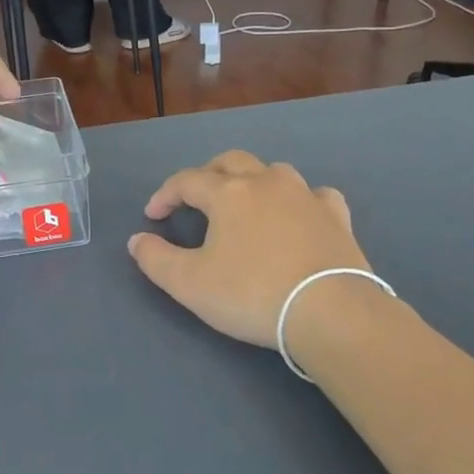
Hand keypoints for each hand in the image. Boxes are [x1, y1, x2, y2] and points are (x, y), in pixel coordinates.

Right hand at [127, 151, 373, 348]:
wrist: (330, 311)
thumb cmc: (251, 294)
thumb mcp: (189, 284)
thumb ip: (155, 259)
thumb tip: (137, 240)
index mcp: (228, 193)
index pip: (187, 180)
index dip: (165, 195)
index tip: (153, 216)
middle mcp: (267, 182)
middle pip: (230, 162)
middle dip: (207, 175)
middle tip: (195, 199)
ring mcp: (306, 196)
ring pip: (273, 172)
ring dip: (252, 181)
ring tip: (244, 204)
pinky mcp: (336, 217)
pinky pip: (314, 195)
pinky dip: (299, 200)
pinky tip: (298, 215)